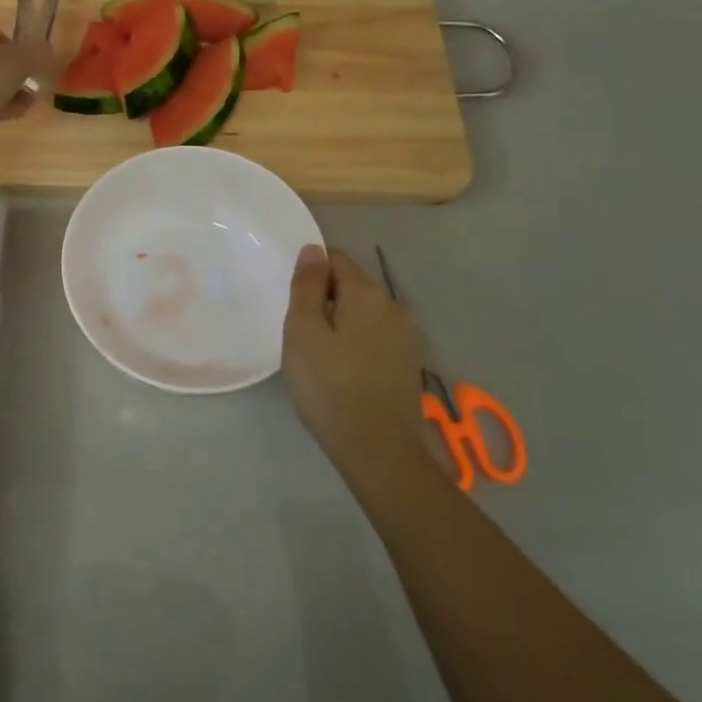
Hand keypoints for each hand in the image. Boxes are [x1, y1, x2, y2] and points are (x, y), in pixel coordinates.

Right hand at [282, 246, 433, 477]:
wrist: (377, 450)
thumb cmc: (329, 386)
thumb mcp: (303, 331)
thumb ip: (307, 286)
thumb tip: (313, 250)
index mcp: (368, 293)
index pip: (336, 260)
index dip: (311, 273)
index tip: (292, 302)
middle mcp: (394, 306)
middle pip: (352, 286)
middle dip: (325, 299)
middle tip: (300, 333)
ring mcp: (407, 336)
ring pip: (364, 313)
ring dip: (341, 323)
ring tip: (318, 354)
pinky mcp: (408, 363)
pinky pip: (375, 337)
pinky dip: (356, 343)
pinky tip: (342, 371)